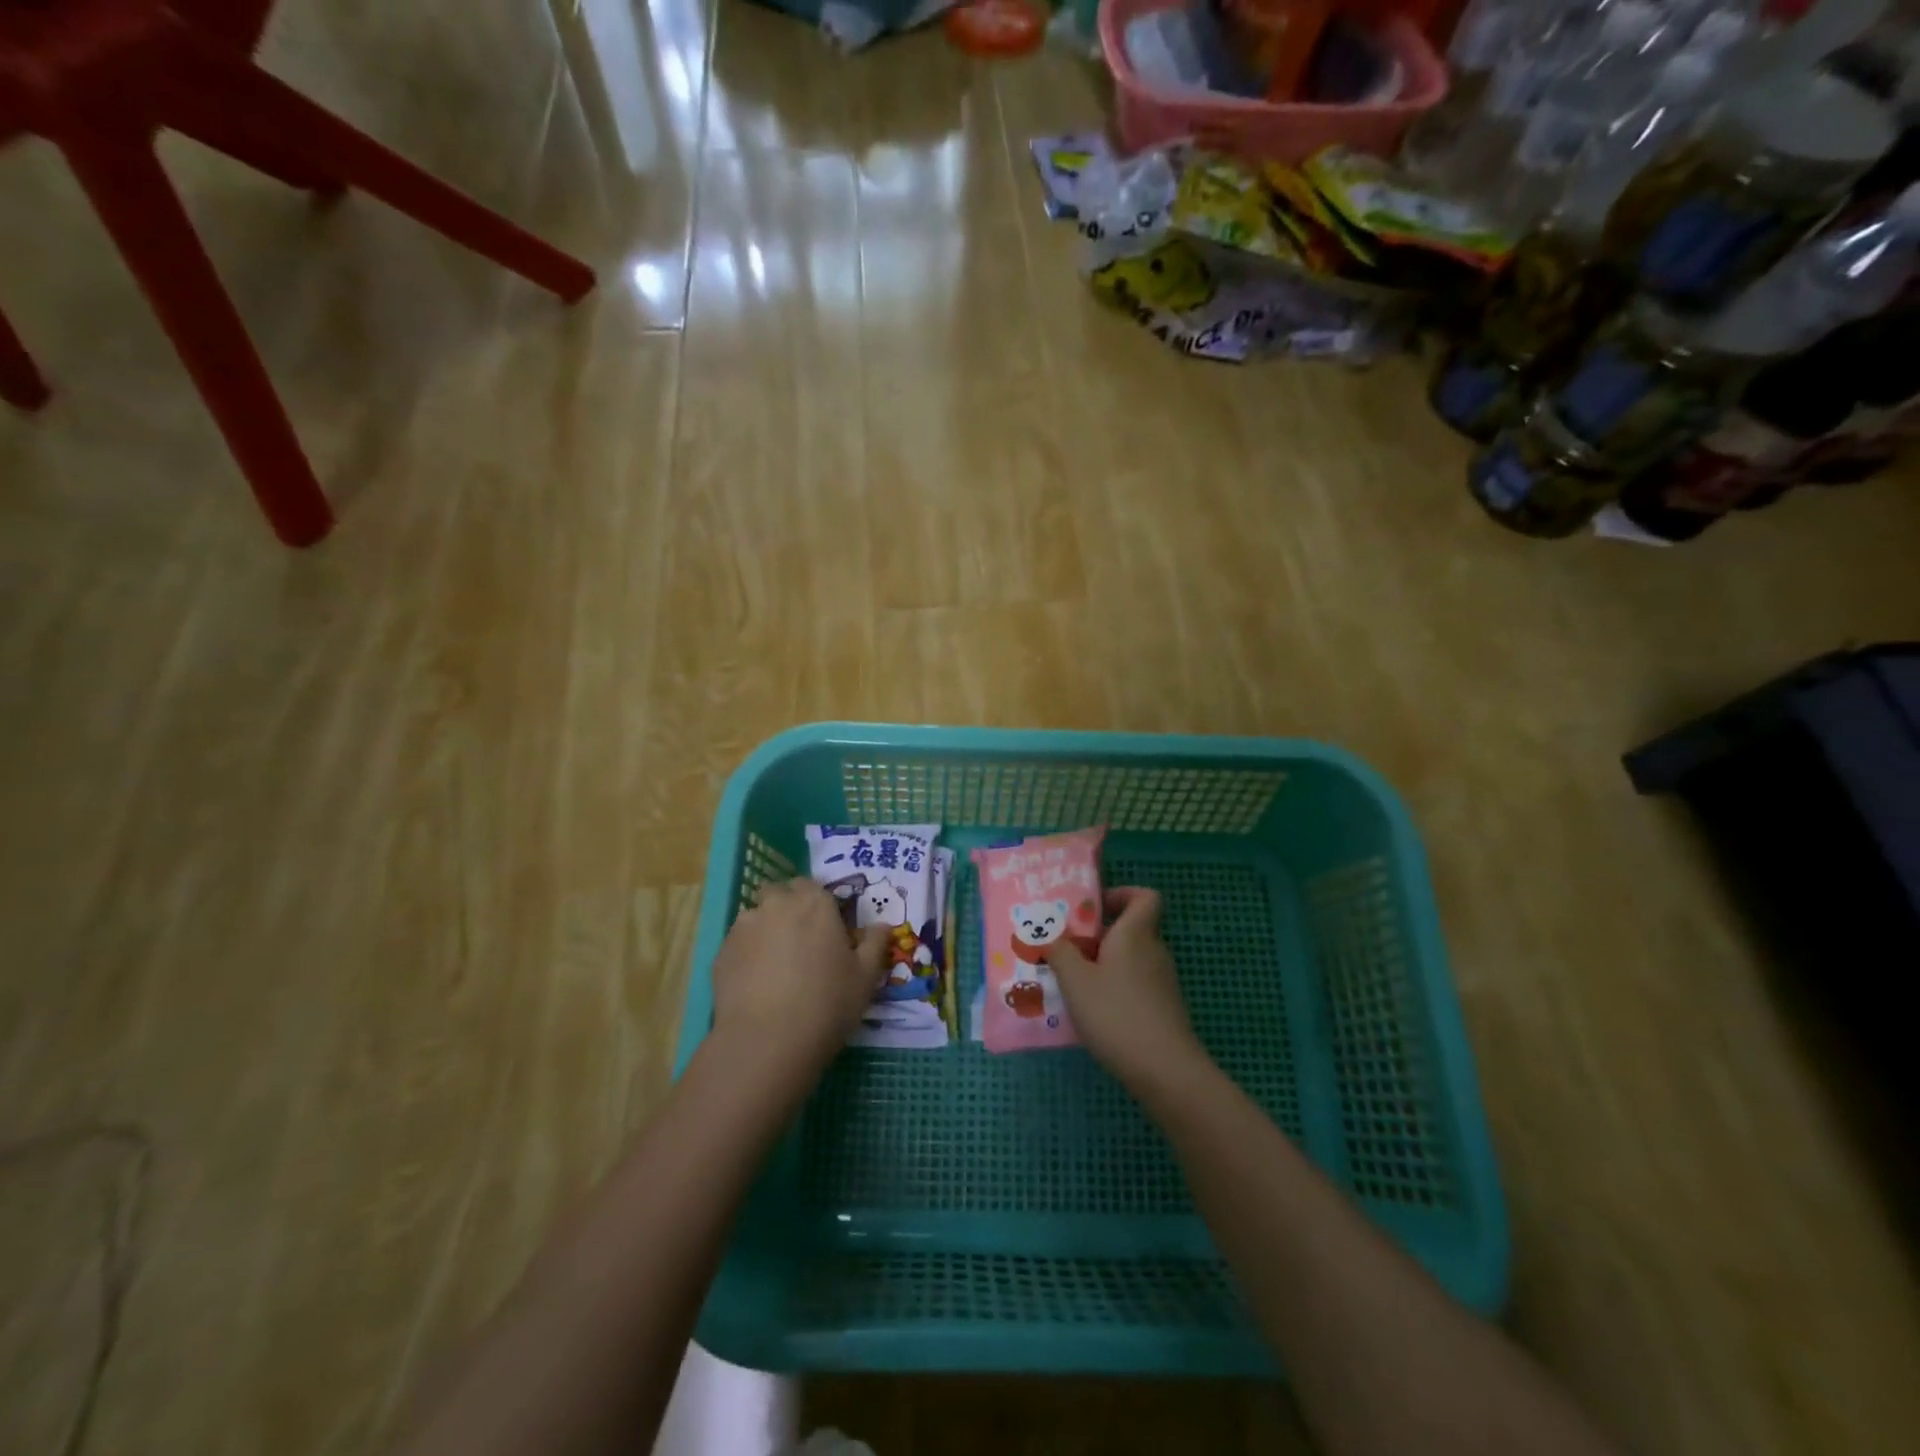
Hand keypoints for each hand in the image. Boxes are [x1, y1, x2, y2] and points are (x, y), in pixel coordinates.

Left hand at [709, 879, 889, 1075]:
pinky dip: (747, 955)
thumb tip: (882, 926)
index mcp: (814, 903)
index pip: (812, 885)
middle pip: (778, 893)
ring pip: (755, 917)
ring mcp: (743, 928)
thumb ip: (875, 944)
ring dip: (765, 930)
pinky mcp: (721, 954)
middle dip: (787, 907)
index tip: (826, 927)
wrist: (767, 1042)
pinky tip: (757, 984)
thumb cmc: (827, 1003)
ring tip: (776, 966)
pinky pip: (738, 944)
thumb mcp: (866, 977)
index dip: (818, 903)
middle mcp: (776, 905)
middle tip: (801, 941)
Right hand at [1045, 888, 1210, 1090]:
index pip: (1145, 897)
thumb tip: (1051, 936)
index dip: (1122, 894)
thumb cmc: (1115, 1012)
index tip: (1094, 908)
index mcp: (1135, 934)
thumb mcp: (1075, 980)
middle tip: (1067, 949)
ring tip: (1071, 983)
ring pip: (1130, 960)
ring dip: (1103, 966)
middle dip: (1098, 936)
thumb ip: (1059, 952)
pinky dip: (1115, 990)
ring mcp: (1162, 982)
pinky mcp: (1163, 1009)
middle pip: (1131, 930)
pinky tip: (1092, 1012)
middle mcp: (1153, 951)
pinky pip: (1135, 985)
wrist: (1164, 1070)